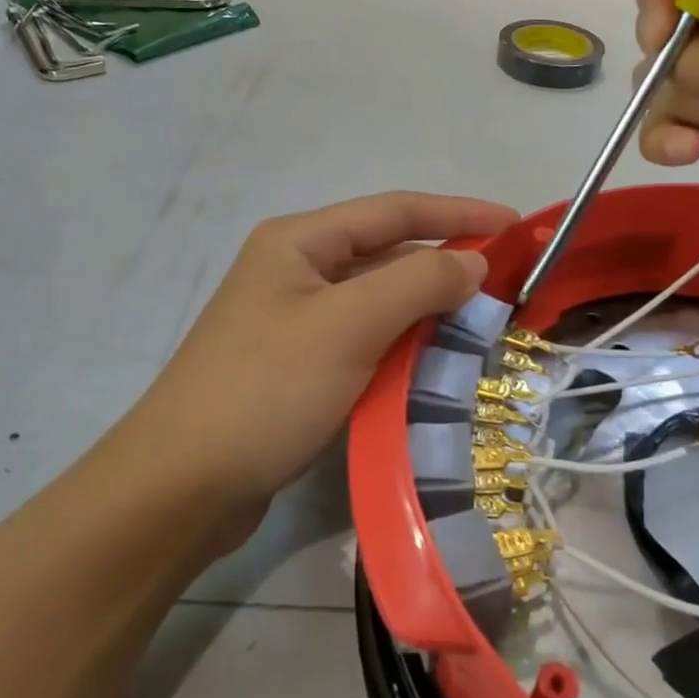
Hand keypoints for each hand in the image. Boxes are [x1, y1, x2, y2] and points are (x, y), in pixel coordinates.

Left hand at [124, 192, 517, 544]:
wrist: (183, 486)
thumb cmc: (267, 389)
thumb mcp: (349, 325)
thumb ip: (418, 282)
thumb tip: (472, 260)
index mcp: (300, 242)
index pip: (395, 211)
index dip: (459, 213)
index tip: (516, 225)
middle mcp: (296, 272)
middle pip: (386, 255)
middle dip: (445, 266)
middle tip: (506, 287)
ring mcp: (294, 323)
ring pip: (378, 303)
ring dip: (426, 311)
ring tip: (481, 327)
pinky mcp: (298, 369)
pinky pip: (364, 344)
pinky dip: (401, 348)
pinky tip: (434, 367)